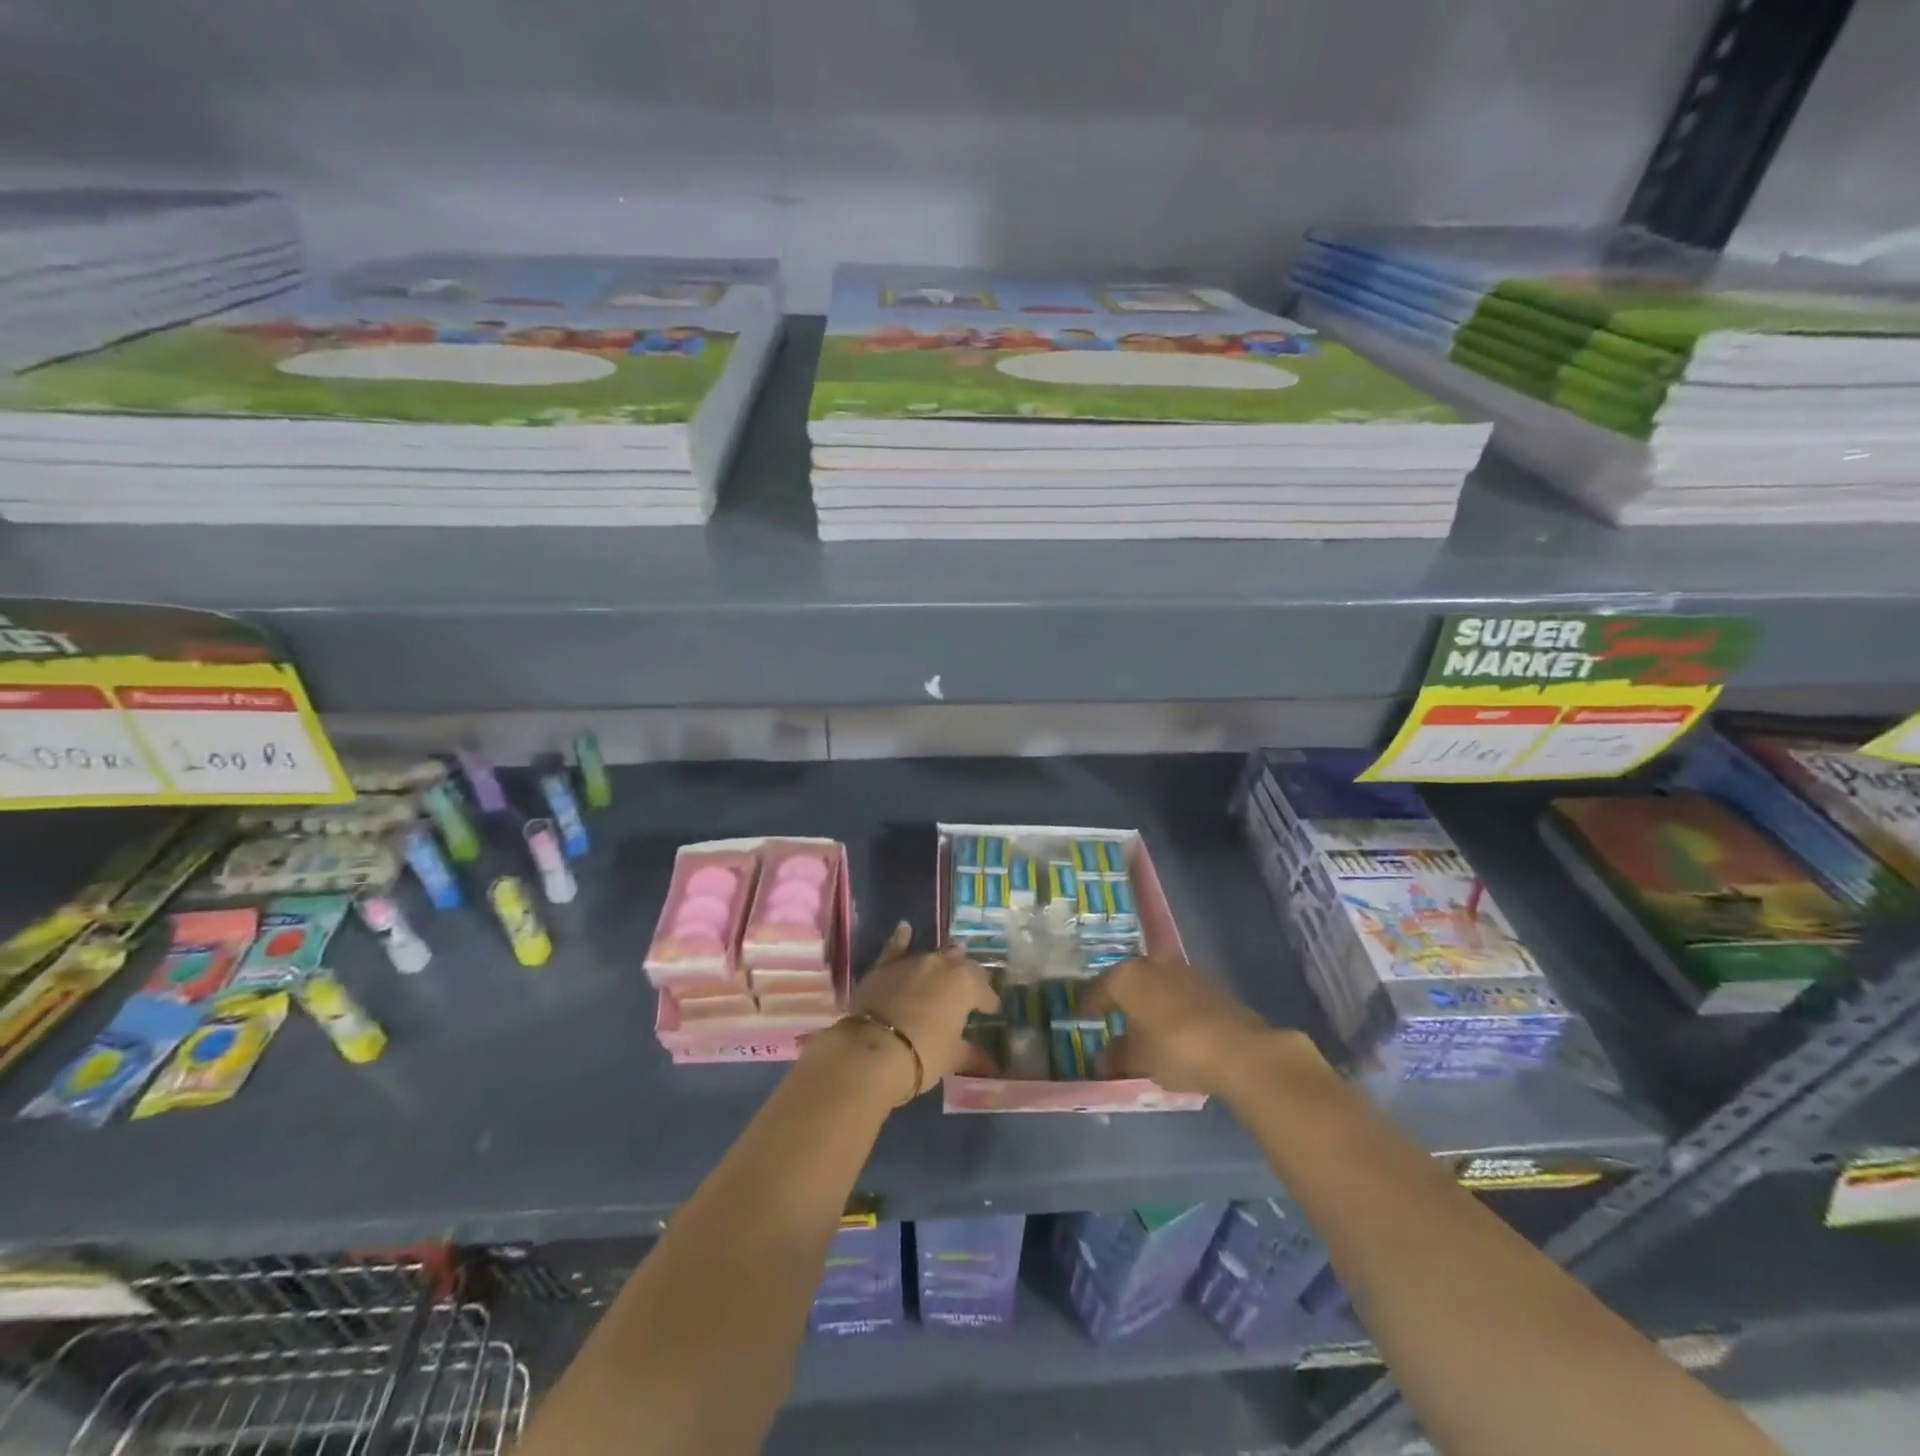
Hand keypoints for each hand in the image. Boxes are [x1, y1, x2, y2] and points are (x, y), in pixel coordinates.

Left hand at [843, 923, 997, 1101]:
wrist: (872, 1050)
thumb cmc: (923, 1054)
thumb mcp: (951, 1057)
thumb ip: (972, 1055)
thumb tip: (993, 1065)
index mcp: (965, 983)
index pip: (984, 990)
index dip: (988, 1001)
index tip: (990, 1011)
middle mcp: (942, 964)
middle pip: (961, 965)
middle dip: (967, 977)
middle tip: (968, 992)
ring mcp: (912, 961)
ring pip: (933, 955)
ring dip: (941, 962)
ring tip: (946, 967)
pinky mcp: (885, 966)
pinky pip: (896, 947)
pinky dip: (902, 938)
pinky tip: (905, 929)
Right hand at [1085, 955, 1305, 1096]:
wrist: (1240, 1050)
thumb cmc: (1175, 1050)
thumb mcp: (1139, 1060)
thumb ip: (1117, 1056)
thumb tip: (1103, 1057)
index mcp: (1127, 977)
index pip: (1098, 990)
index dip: (1089, 1006)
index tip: (1082, 1018)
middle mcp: (1152, 965)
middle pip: (1128, 981)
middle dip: (1120, 999)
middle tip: (1111, 1018)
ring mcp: (1183, 971)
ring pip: (1155, 984)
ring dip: (1147, 1001)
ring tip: (1143, 1025)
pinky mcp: (1210, 984)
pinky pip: (1177, 993)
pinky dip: (1170, 1007)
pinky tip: (1172, 1027)